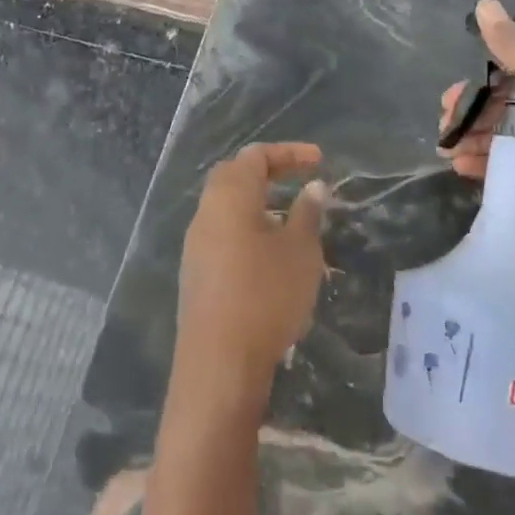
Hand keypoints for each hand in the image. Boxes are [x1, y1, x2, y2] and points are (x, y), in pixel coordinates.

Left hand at [173, 142, 328, 419]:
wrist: (219, 361)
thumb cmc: (266, 295)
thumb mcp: (300, 251)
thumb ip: (307, 214)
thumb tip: (313, 187)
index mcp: (229, 197)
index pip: (255, 156)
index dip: (289, 153)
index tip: (319, 161)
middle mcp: (206, 213)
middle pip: (233, 176)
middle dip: (267, 172)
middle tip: (299, 180)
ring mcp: (196, 244)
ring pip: (225, 207)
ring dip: (257, 203)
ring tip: (291, 219)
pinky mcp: (196, 272)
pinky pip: (222, 233)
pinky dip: (246, 228)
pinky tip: (269, 254)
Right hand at [438, 0, 514, 285]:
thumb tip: (484, 4)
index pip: (510, 76)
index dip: (478, 82)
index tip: (450, 97)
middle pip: (499, 108)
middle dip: (467, 113)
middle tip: (444, 127)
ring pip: (496, 138)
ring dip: (468, 139)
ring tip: (447, 150)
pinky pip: (499, 168)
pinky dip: (478, 164)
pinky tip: (460, 169)